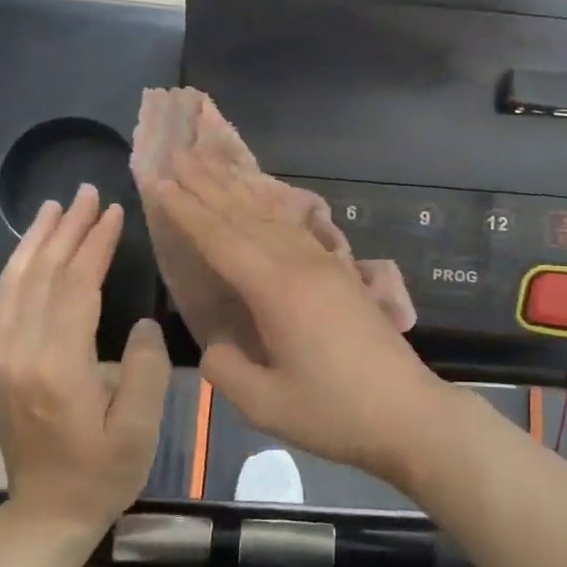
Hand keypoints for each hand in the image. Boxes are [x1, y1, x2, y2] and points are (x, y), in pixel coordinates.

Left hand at [0, 183, 170, 534]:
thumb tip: (143, 323)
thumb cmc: (102, 473)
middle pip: (41, 275)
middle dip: (65, 230)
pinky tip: (25, 257)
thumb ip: (145, 369)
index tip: (113, 212)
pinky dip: (12, 272)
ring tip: (53, 208)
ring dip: (33, 242)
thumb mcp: (139, 428)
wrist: (47, 514)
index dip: (94, 245)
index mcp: (58, 366)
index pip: (74, 287)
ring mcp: (3, 358)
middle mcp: (21, 353)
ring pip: (13, 284)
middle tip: (86, 193)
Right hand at [142, 150, 465, 488]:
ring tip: (213, 164)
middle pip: (246, 215)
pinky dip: (272, 209)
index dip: (186, 209)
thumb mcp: (264, 404)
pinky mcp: (344, 275)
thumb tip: (216, 342)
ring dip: (239, 189)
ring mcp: (328, 265)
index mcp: (277, 290)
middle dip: (209, 184)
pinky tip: (266, 202)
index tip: (158, 179)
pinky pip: (298, 229)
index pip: (220, 239)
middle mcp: (301, 264)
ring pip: (274, 217)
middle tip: (178, 152)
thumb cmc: (335, 413)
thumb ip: (226, 367)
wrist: (409, 414)